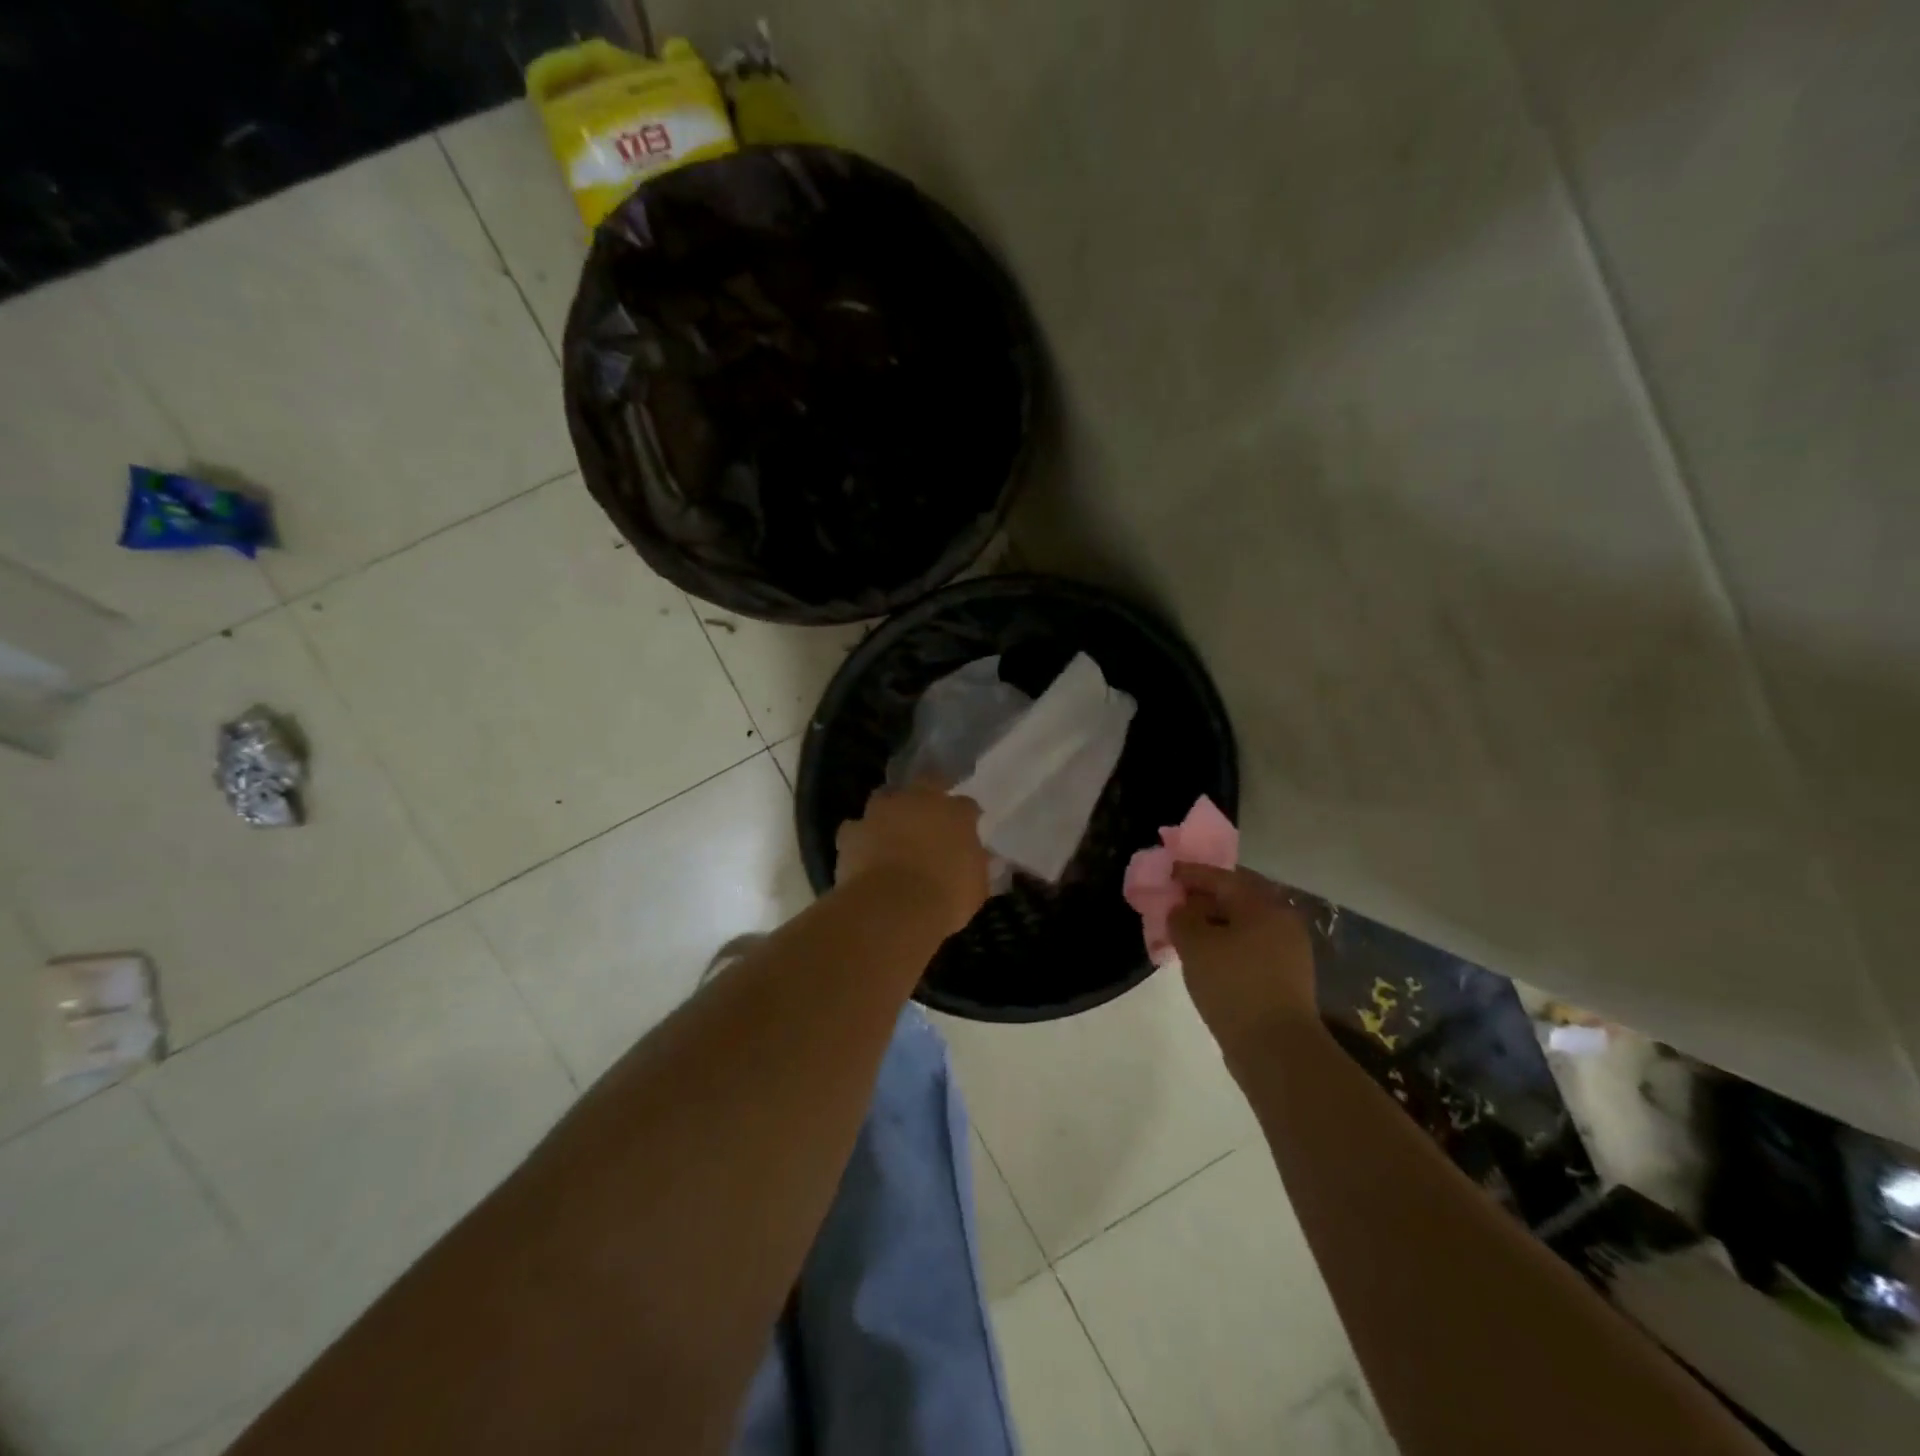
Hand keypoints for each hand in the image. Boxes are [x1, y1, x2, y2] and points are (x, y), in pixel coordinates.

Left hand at [835, 781, 989, 936]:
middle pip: (926, 783)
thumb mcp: (976, 887)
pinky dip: (860, 837)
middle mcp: (918, 800)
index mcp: (955, 812)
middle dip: (928, 796)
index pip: (966, 805)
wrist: (893, 907)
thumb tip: (987, 859)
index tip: (967, 831)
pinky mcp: (852, 831)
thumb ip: (979, 866)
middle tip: (929, 818)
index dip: (966, 817)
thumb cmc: (945, 896)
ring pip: (886, 799)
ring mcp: (881, 811)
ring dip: (890, 812)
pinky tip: (863, 853)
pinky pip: (855, 829)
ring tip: (892, 833)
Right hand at [1169, 864, 1318, 1051]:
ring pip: (1244, 924)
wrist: (1276, 1048)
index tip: (1168, 872)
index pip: (1222, 877)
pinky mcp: (1286, 978)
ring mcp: (1289, 951)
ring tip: (1188, 931)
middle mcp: (1282, 920)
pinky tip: (1208, 957)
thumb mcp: (1195, 944)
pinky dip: (1228, 944)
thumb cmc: (1233, 984)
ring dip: (1216, 922)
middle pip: (1237, 898)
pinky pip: (1250, 947)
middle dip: (1206, 897)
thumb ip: (1183, 916)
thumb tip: (1183, 908)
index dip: (1191, 873)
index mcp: (1263, 904)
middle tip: (1177, 900)